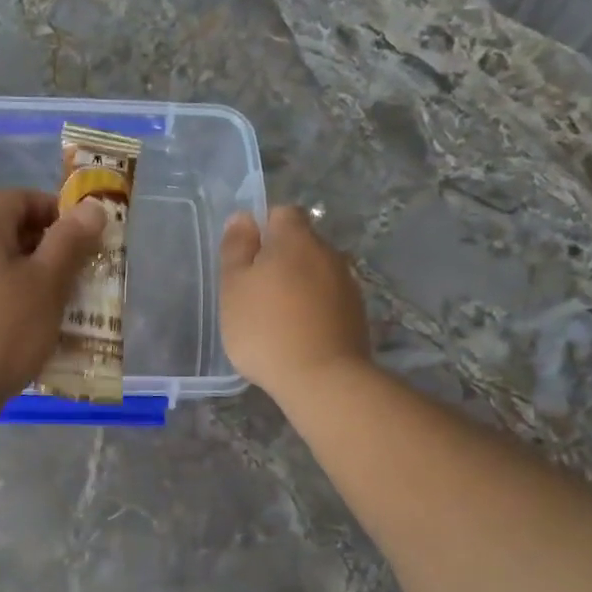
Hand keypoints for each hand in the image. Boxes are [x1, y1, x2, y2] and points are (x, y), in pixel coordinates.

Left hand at [0, 188, 105, 410]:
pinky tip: (28, 339)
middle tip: (80, 281)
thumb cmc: (0, 329)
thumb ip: (70, 242)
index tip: (84, 240)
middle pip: (10, 235)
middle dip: (50, 253)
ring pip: (0, 272)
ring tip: (61, 314)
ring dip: (33, 286)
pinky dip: (11, 310)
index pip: (21, 198)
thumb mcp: (46, 283)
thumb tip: (92, 206)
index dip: (56, 212)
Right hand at [219, 206, 369, 402]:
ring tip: (277, 318)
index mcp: (296, 239)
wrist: (322, 379)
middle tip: (255, 293)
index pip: (282, 213)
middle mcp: (328, 253)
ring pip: (316, 273)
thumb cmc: (266, 328)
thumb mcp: (234, 287)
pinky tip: (298, 335)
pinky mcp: (356, 314)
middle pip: (301, 244)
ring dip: (298, 286)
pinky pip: (328, 300)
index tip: (247, 258)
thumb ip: (236, 248)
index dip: (263, 228)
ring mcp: (347, 284)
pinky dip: (313, 309)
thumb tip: (243, 217)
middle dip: (280, 260)